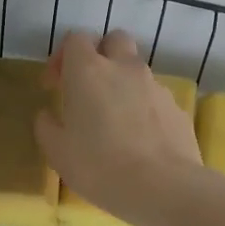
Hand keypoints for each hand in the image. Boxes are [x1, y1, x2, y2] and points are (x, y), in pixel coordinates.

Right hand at [34, 29, 202, 225]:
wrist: (163, 187)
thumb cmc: (99, 166)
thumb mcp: (57, 152)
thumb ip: (47, 126)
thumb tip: (47, 115)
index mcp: (88, 71)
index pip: (75, 39)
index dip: (62, 57)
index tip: (55, 86)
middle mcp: (124, 68)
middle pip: (114, 40)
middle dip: (100, 55)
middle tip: (89, 88)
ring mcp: (155, 86)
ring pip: (137, 69)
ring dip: (123, 83)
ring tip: (114, 120)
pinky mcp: (177, 108)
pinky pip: (155, 97)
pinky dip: (144, 108)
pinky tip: (139, 140)